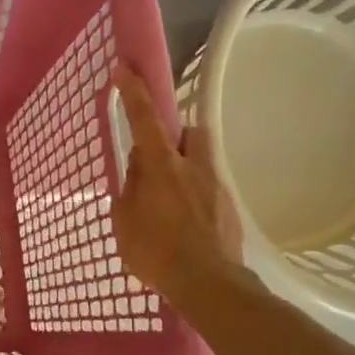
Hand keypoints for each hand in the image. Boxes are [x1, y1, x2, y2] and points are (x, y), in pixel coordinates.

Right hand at [112, 67, 242, 304]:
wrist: (208, 285)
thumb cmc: (156, 252)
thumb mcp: (124, 221)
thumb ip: (130, 188)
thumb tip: (138, 169)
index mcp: (162, 166)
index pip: (145, 119)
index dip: (134, 92)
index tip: (125, 69)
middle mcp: (193, 167)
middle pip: (190, 132)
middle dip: (176, 137)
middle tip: (159, 161)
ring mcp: (216, 186)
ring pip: (203, 160)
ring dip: (188, 168)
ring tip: (173, 199)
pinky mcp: (230, 208)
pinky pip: (210, 190)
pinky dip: (197, 198)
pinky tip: (188, 226)